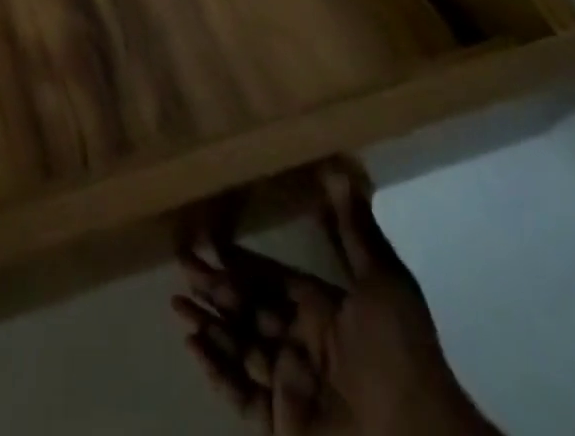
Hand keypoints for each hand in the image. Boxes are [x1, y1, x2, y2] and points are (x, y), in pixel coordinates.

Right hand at [174, 157, 498, 435]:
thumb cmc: (397, 356)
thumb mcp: (383, 284)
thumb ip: (354, 229)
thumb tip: (337, 165)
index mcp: (322, 311)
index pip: (270, 279)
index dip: (241, 261)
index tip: (208, 240)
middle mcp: (302, 344)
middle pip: (248, 310)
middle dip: (214, 288)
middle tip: (181, 267)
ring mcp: (291, 386)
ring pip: (238, 347)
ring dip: (208, 325)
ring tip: (176, 305)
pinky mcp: (283, 425)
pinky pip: (242, 395)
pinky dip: (217, 372)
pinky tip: (193, 348)